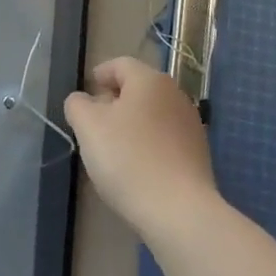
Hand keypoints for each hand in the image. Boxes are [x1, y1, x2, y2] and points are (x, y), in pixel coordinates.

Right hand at [64, 56, 218, 235]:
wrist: (179, 210)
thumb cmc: (128, 159)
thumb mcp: (88, 127)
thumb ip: (77, 105)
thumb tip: (82, 100)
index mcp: (149, 80)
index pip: (120, 64)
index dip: (100, 74)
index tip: (87, 92)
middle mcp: (175, 94)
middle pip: (138, 88)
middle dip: (115, 100)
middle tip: (95, 123)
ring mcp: (190, 123)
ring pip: (153, 113)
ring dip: (133, 123)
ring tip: (114, 148)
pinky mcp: (198, 152)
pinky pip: (166, 137)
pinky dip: (149, 143)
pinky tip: (138, 167)